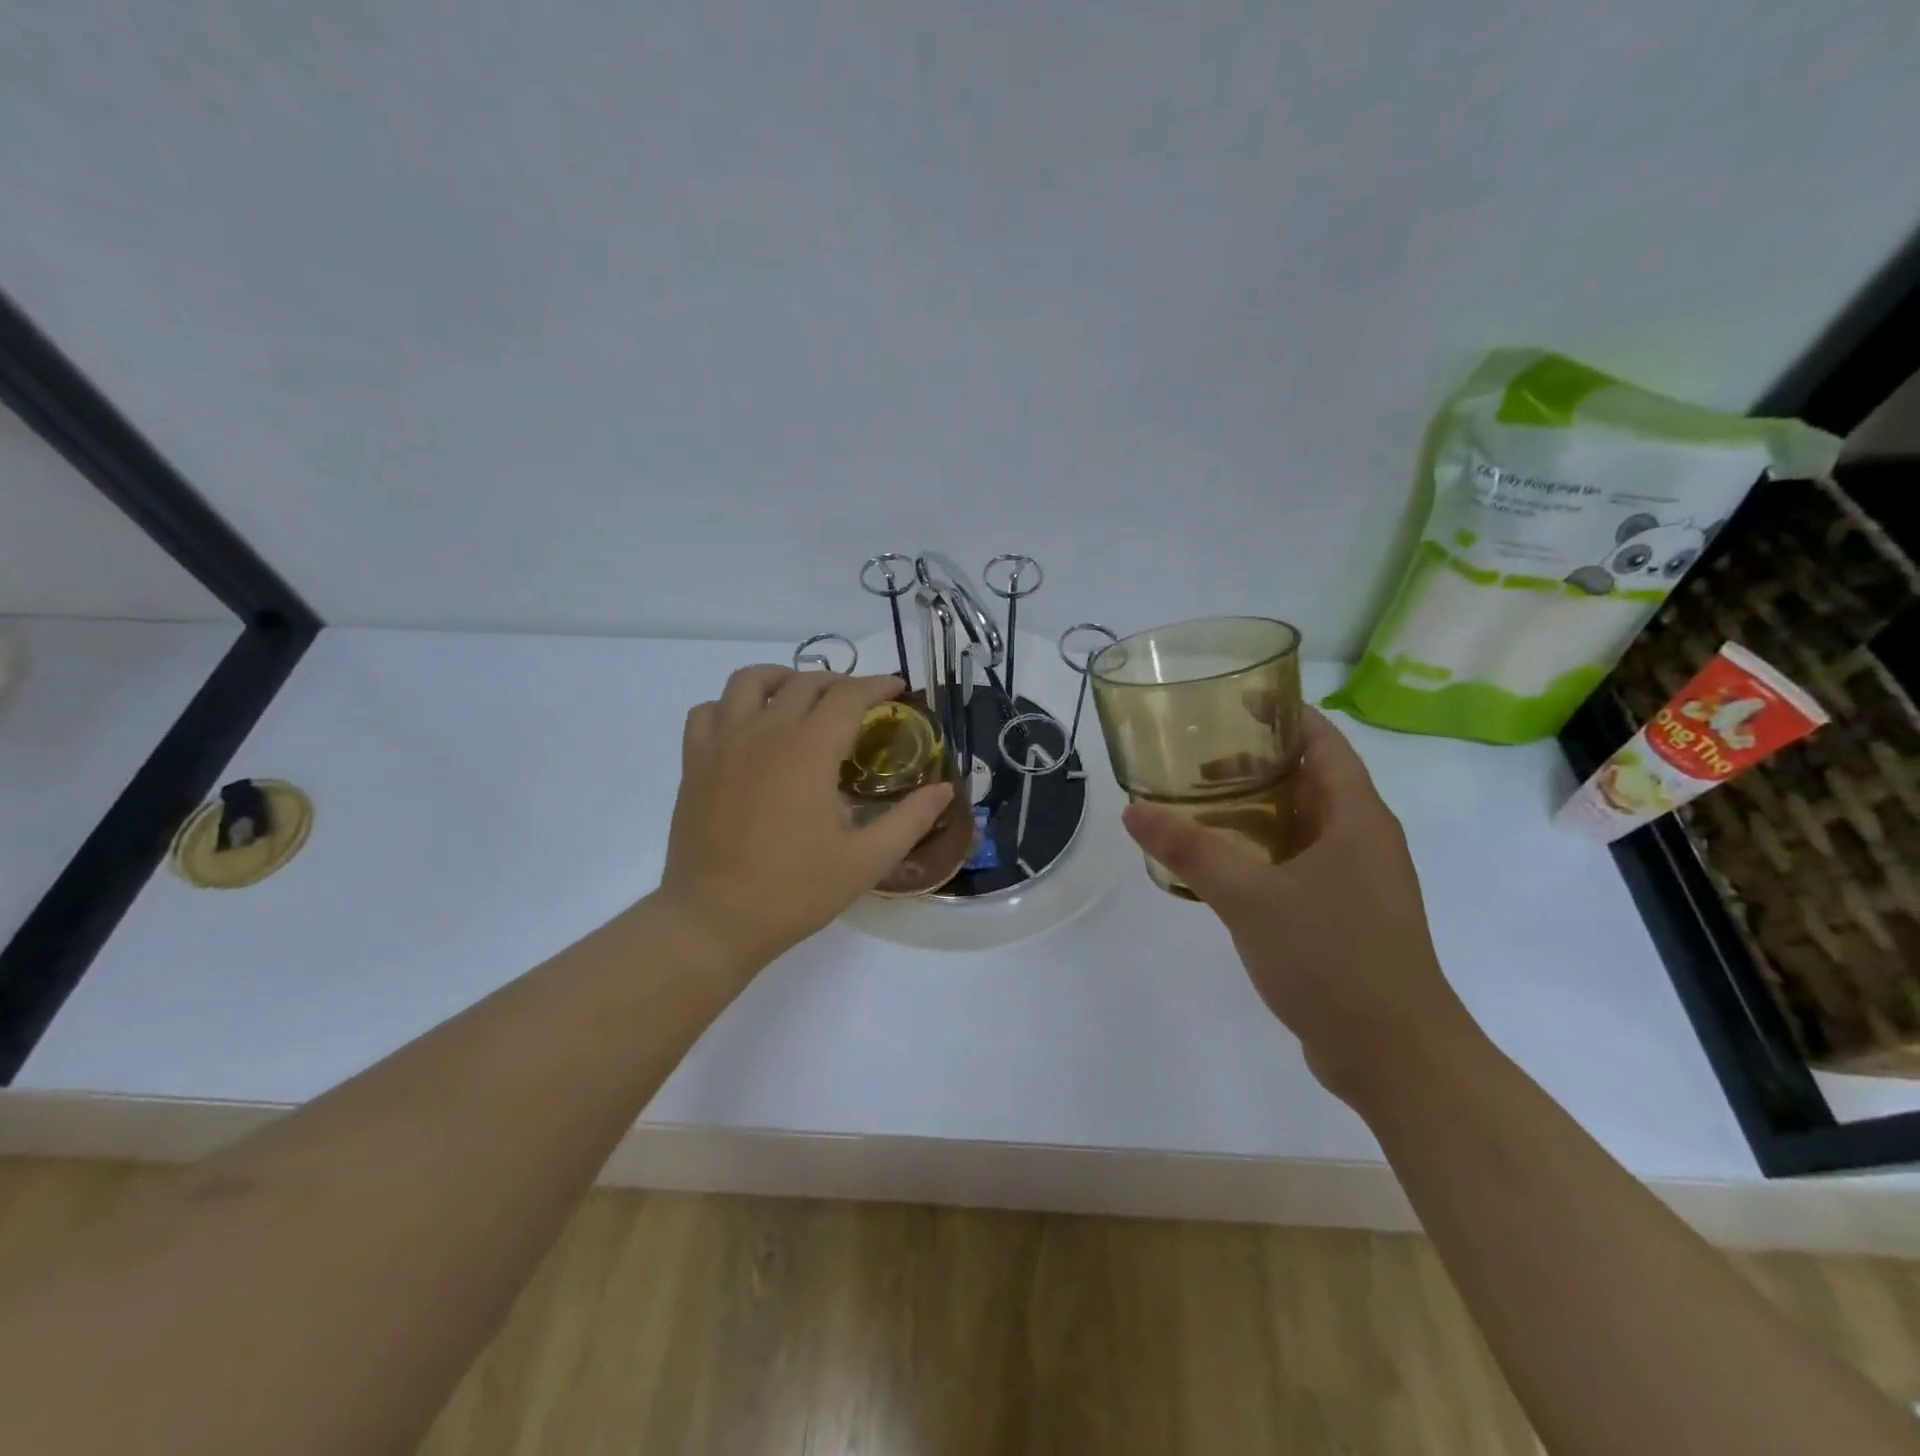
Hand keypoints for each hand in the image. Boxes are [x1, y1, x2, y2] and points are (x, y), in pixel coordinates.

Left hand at [656, 666, 954, 973]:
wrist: (714, 920)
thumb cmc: (795, 891)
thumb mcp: (867, 860)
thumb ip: (911, 819)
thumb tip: (945, 789)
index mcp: (809, 749)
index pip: (849, 695)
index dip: (878, 685)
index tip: (899, 689)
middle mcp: (765, 731)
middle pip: (805, 682)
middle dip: (841, 683)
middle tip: (861, 704)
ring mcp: (723, 743)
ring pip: (750, 681)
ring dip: (784, 679)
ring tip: (802, 698)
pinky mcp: (694, 762)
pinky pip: (708, 710)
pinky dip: (732, 705)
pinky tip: (748, 727)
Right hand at [1121, 708, 1484, 1103]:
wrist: (1394, 1055)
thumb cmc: (1332, 958)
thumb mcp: (1249, 897)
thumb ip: (1190, 850)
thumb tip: (1133, 810)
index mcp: (1355, 816)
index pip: (1322, 741)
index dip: (1282, 714)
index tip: (1231, 701)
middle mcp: (1363, 838)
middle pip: (1309, 779)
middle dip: (1255, 765)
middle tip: (1195, 761)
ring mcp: (1358, 880)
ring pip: (1302, 825)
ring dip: (1254, 813)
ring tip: (1197, 808)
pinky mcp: (1346, 915)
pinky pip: (1299, 864)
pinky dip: (1261, 853)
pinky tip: (1221, 868)